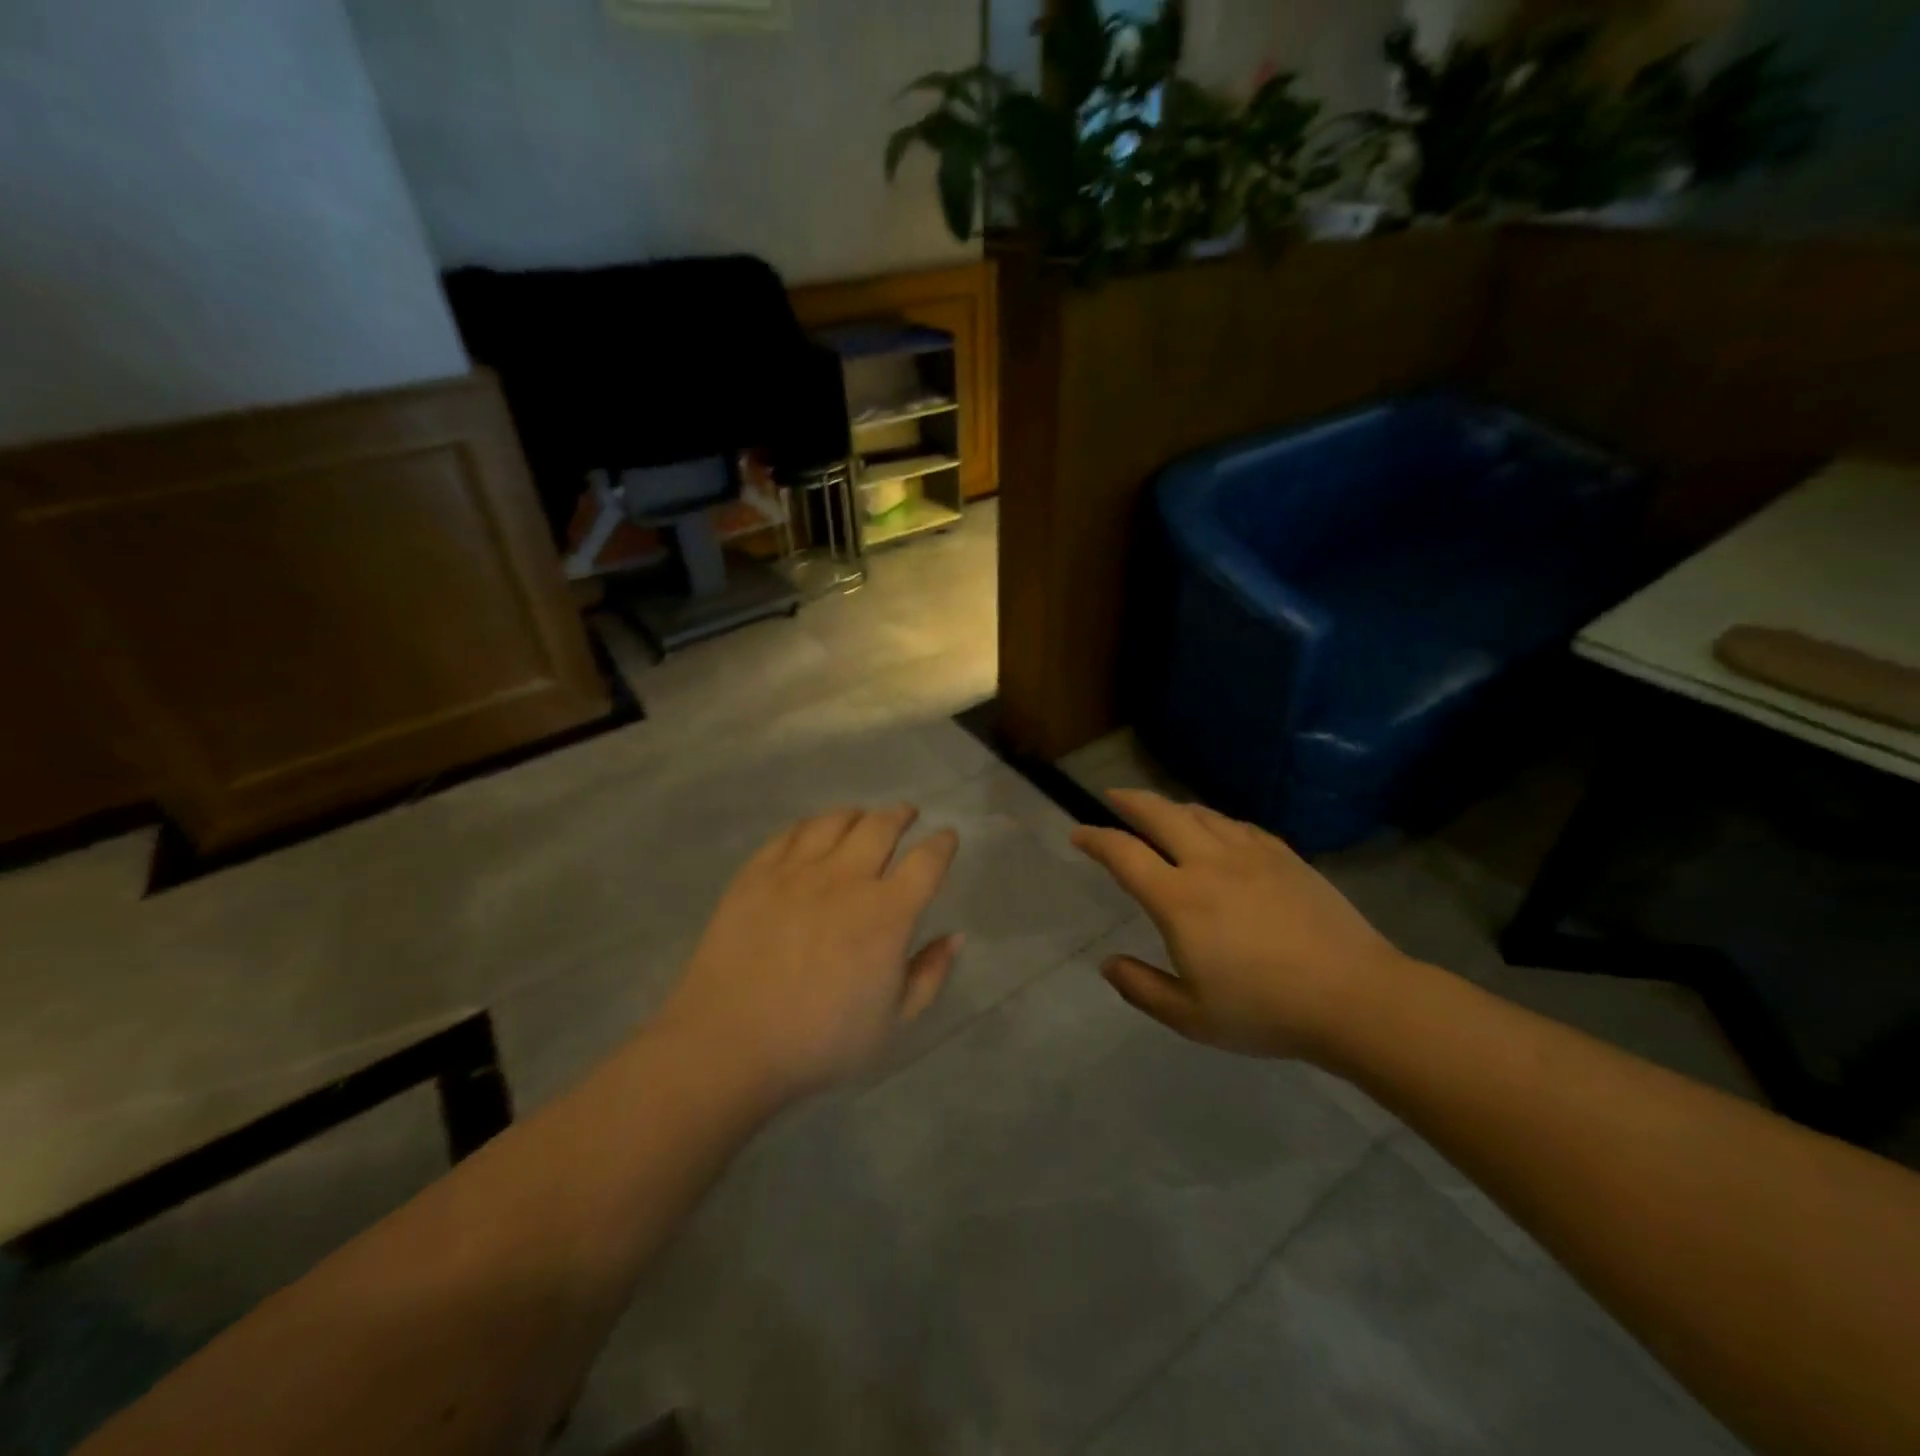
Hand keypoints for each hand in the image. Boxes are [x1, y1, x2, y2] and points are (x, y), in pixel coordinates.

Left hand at [659, 805, 961, 1098]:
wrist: (729, 1043)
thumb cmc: (820, 1041)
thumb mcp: (892, 1022)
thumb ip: (929, 974)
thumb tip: (954, 936)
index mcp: (886, 913)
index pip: (927, 861)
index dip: (943, 844)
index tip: (947, 836)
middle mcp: (846, 878)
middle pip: (881, 826)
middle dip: (901, 815)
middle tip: (907, 814)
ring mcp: (797, 871)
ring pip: (835, 821)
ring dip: (857, 814)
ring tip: (862, 817)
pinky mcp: (756, 874)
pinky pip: (790, 833)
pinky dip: (811, 825)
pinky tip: (813, 831)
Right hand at [1071, 790, 1410, 1060]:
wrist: (1356, 998)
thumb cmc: (1265, 1011)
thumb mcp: (1190, 1017)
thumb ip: (1141, 988)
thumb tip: (1107, 964)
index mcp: (1179, 899)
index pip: (1124, 853)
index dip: (1095, 838)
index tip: (1078, 833)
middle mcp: (1209, 863)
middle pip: (1160, 814)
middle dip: (1130, 800)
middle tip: (1112, 795)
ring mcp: (1251, 855)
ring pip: (1201, 813)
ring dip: (1172, 807)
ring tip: (1160, 810)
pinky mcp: (1285, 857)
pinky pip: (1239, 825)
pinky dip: (1215, 820)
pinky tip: (1218, 830)